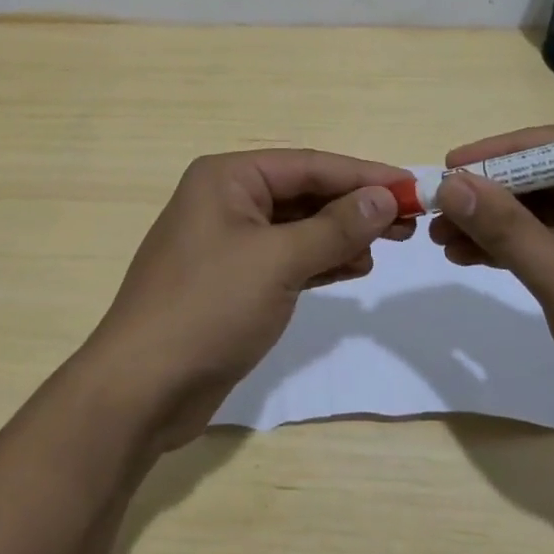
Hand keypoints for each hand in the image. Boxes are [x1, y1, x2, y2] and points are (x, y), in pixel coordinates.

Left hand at [84, 150, 412, 448]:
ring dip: (340, 233)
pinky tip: (354, 266)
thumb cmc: (208, 307)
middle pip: (303, 193)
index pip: (308, 164)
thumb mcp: (278, 261)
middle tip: (409, 220)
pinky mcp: (232, 280)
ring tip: (389, 244)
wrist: (141, 388)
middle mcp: (226, 199)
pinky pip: (286, 257)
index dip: (362, 174)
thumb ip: (334, 227)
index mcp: (227, 177)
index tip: (412, 186)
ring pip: (297, 226)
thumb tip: (384, 196)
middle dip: (354, 205)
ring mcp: (227, 241)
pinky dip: (319, 260)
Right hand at [430, 125, 553, 482]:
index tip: (449, 166)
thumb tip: (449, 184)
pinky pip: (548, 246)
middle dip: (491, 195)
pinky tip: (468, 257)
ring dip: (493, 224)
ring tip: (441, 238)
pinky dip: (510, 250)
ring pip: (543, 214)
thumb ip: (508, 230)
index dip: (500, 153)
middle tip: (437, 207)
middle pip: (548, 180)